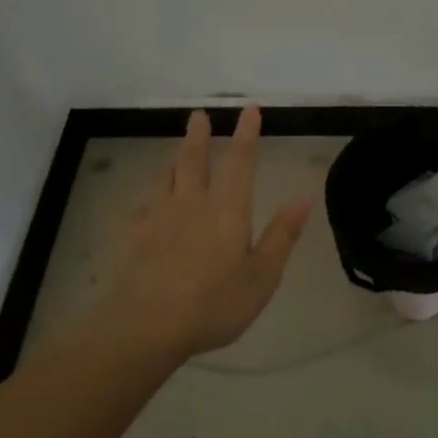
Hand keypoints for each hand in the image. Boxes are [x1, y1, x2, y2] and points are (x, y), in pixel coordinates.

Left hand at [102, 106, 315, 360]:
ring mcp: (158, 217)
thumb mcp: (262, 276)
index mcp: (227, 209)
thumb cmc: (213, 304)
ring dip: (174, 158)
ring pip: (166, 176)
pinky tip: (145, 204)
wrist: (145, 327)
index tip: (249, 109)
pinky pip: (141, 206)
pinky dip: (148, 198)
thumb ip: (282, 235)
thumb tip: (305, 196)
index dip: (246, 134)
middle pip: (193, 159)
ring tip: (177, 149)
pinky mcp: (133, 236)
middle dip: (199, 135)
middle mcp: (192, 203)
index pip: (240, 161)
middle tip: (199, 114)